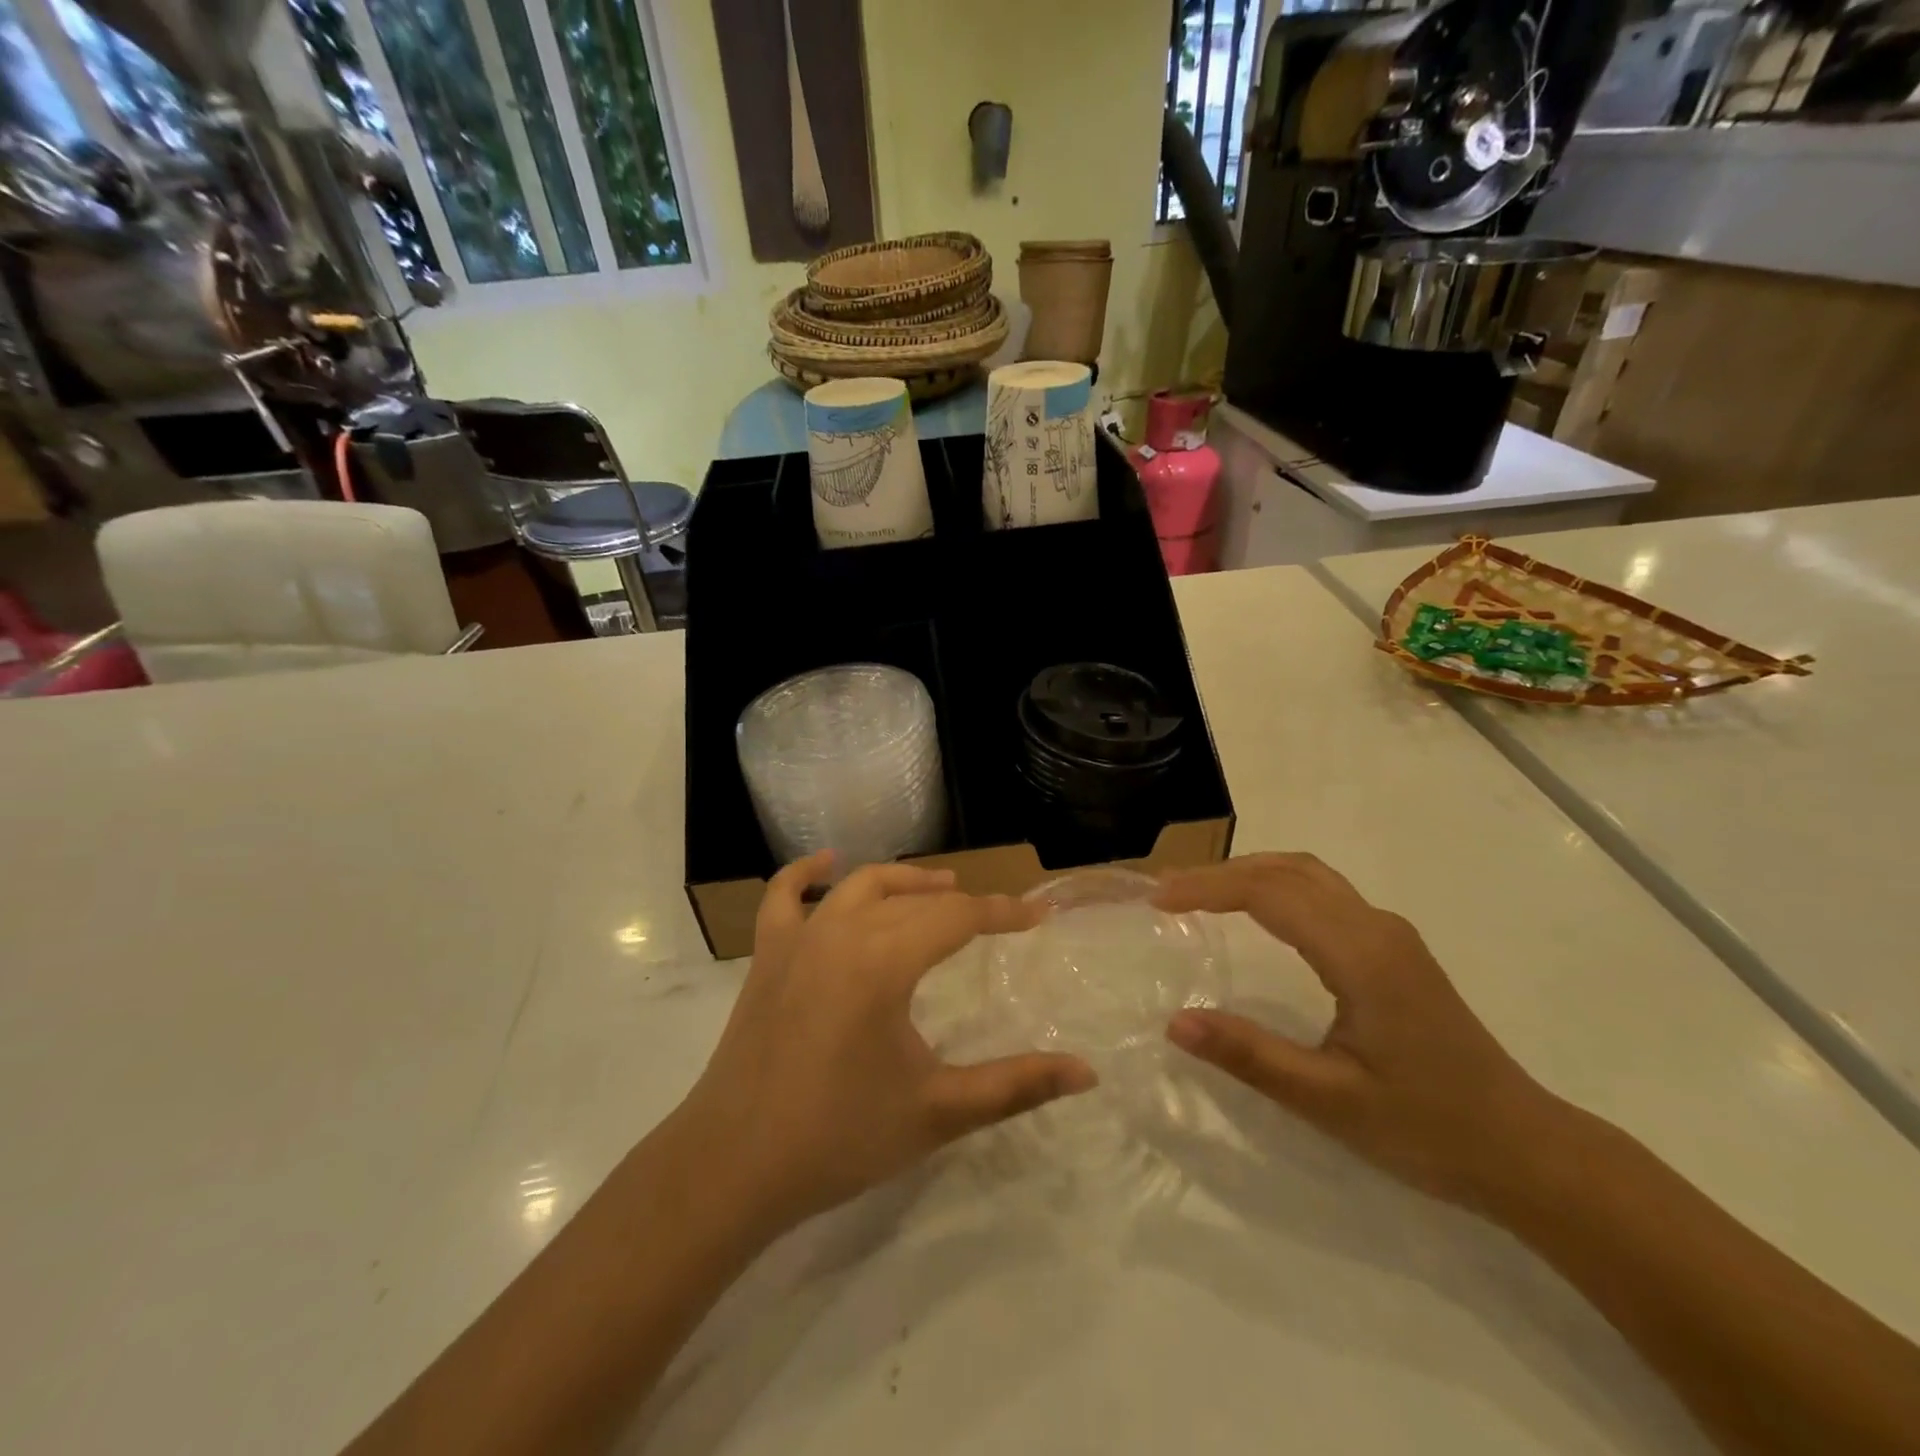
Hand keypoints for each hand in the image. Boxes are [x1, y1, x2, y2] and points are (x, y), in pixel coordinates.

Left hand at [675, 853, 1096, 1237]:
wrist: (732, 1167)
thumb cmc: (839, 1138)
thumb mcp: (937, 1112)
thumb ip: (1015, 1086)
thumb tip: (1087, 1072)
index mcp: (884, 961)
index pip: (958, 917)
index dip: (1004, 914)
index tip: (1040, 915)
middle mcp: (842, 932)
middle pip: (915, 900)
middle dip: (962, 903)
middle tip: (998, 918)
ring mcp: (798, 939)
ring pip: (860, 886)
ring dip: (904, 882)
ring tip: (940, 887)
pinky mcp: (767, 956)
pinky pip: (784, 896)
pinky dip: (807, 874)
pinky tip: (827, 863)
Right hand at [1156, 853, 1565, 1210]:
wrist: (1527, 1151)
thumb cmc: (1428, 1128)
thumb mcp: (1329, 1101)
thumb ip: (1250, 1056)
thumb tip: (1175, 1022)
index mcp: (1360, 955)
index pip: (1269, 894)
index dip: (1207, 888)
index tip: (1157, 900)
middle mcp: (1376, 927)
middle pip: (1287, 869)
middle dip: (1221, 872)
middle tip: (1167, 891)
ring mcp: (1390, 934)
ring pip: (1308, 874)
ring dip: (1249, 873)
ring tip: (1199, 894)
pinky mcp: (1394, 948)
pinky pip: (1324, 892)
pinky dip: (1276, 886)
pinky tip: (1255, 912)